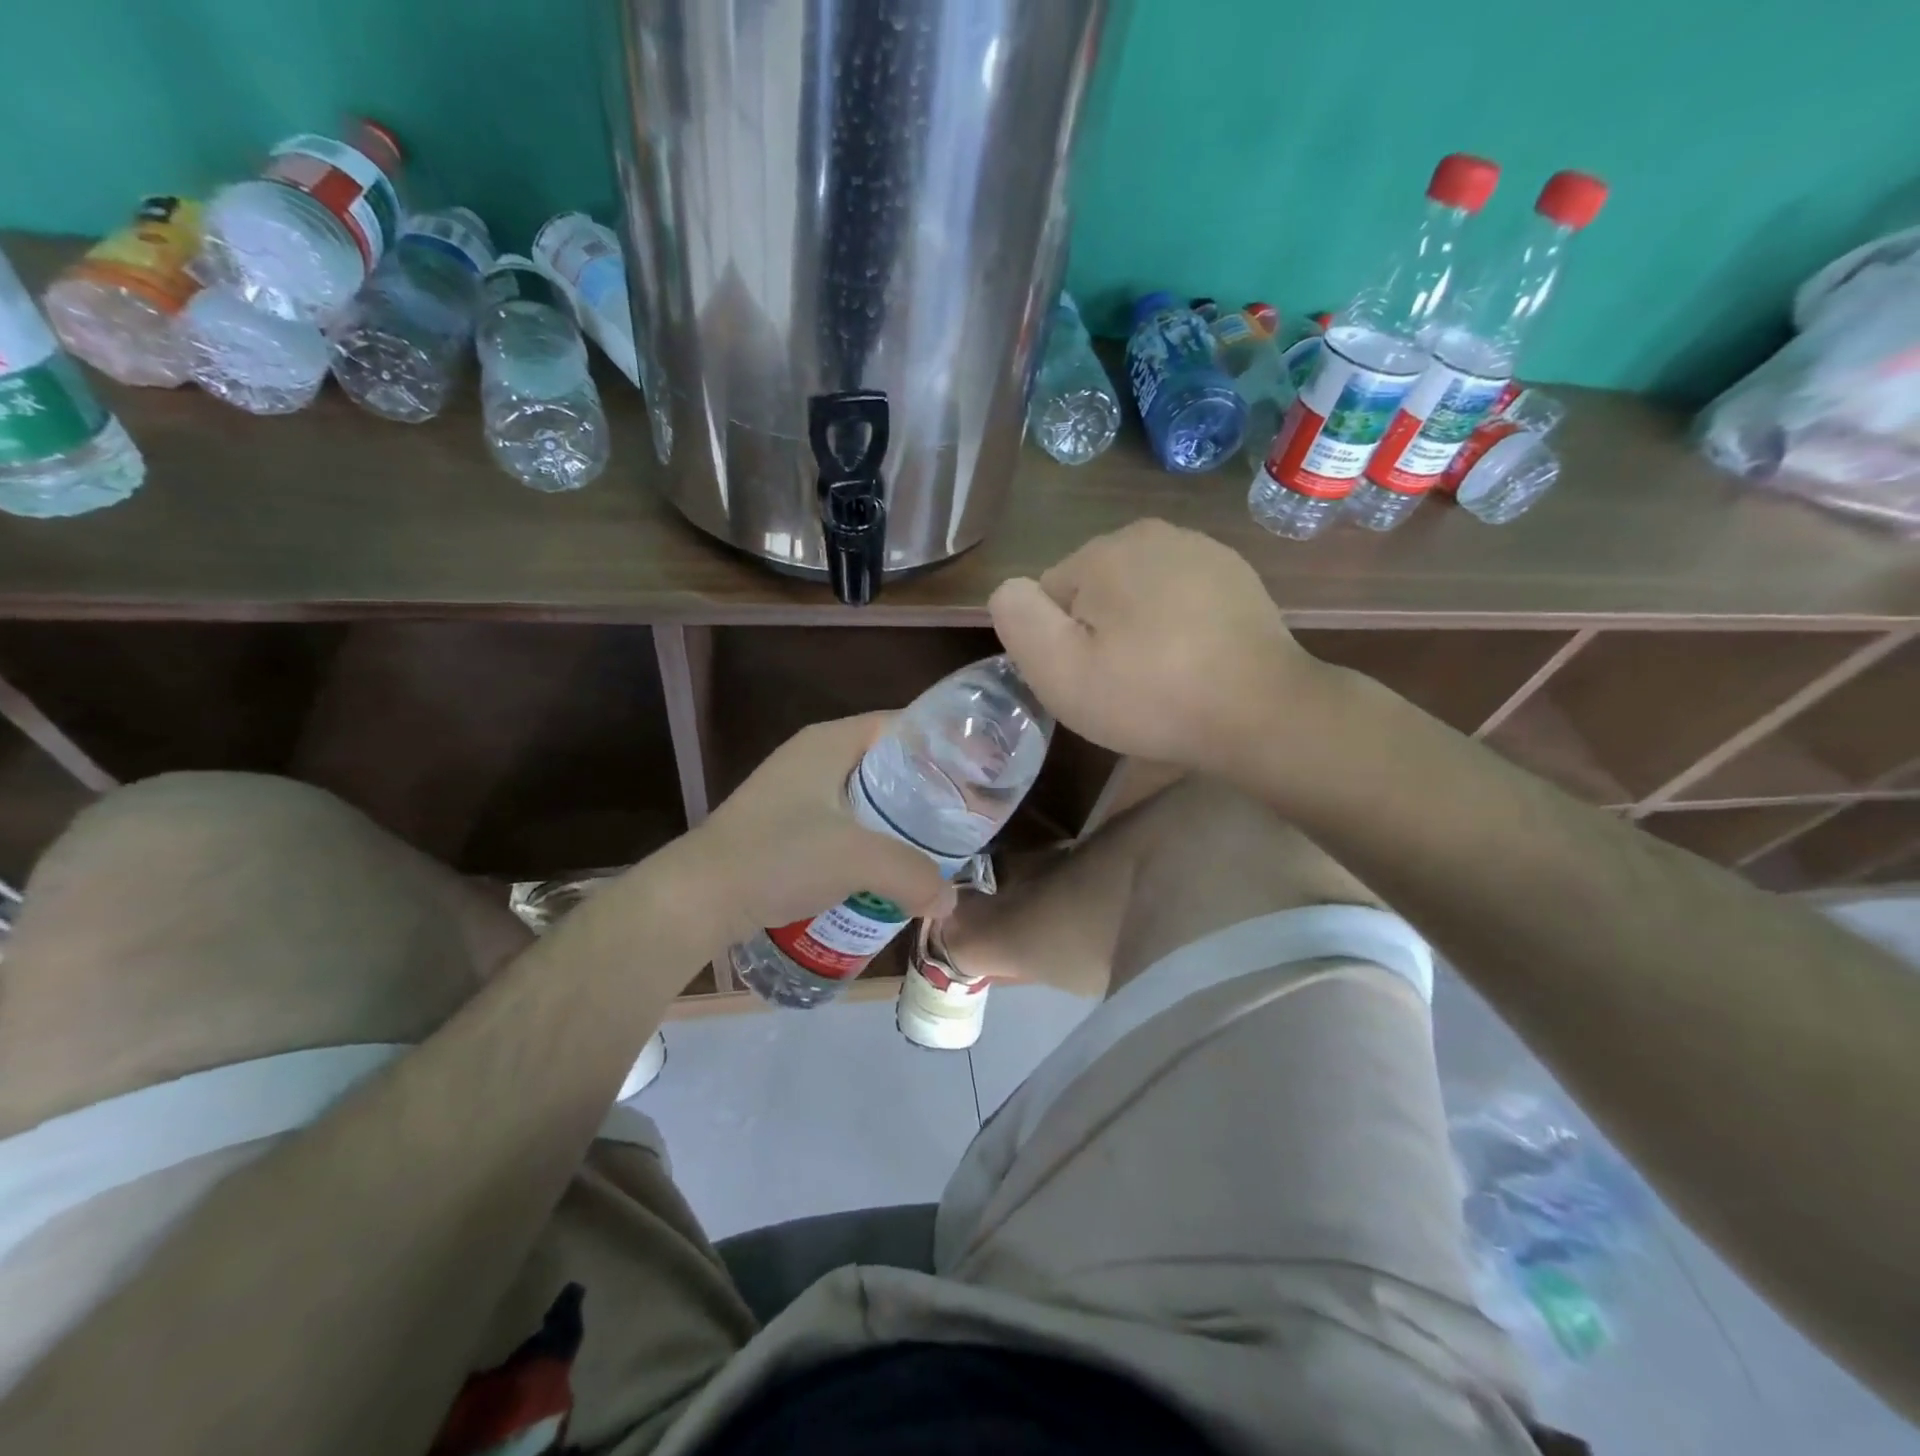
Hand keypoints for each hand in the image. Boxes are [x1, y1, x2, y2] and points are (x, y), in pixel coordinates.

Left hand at [687, 714, 956, 942]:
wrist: (698, 896)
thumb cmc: (780, 856)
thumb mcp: (859, 860)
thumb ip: (914, 876)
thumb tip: (948, 901)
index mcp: (830, 741)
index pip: (900, 725)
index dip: (940, 745)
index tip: (975, 774)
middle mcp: (812, 756)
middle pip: (884, 762)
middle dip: (922, 790)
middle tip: (958, 817)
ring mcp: (793, 790)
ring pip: (862, 796)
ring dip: (894, 820)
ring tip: (930, 846)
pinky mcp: (782, 824)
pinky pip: (841, 822)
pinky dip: (867, 839)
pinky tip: (884, 869)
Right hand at [989, 520, 1325, 775]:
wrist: (1262, 712)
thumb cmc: (1151, 695)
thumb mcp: (1059, 670)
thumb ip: (1018, 619)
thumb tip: (1011, 591)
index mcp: (1103, 551)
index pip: (1050, 596)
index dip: (1059, 644)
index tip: (1089, 680)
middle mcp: (1150, 533)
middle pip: (1094, 590)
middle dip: (1098, 631)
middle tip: (1122, 683)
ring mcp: (1201, 550)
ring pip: (1137, 593)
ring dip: (1137, 628)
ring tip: (1161, 676)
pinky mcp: (1235, 575)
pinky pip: (1179, 598)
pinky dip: (1177, 625)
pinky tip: (1194, 662)